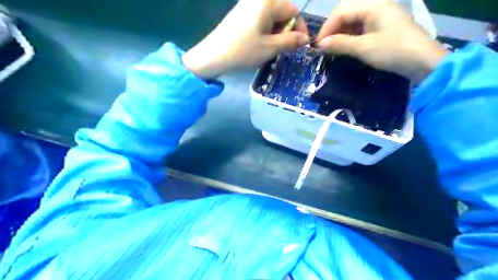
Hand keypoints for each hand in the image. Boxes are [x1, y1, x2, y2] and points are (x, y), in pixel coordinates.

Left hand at [182, 0, 309, 78]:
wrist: (213, 56)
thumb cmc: (244, 51)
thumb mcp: (271, 47)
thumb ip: (291, 41)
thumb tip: (305, 39)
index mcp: (268, 2)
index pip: (293, 10)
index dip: (300, 28)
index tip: (301, 45)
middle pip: (282, 11)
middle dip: (287, 30)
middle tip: (284, 48)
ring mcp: (247, 5)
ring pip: (271, 16)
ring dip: (276, 32)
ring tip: (271, 48)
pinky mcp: (240, 13)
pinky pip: (260, 18)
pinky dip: (265, 30)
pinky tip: (260, 43)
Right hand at [316, 0, 445, 82]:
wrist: (422, 61)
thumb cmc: (392, 52)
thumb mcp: (363, 48)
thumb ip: (340, 43)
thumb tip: (320, 44)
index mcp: (373, 5)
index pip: (341, 11)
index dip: (327, 27)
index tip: (318, 45)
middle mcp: (377, 3)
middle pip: (346, 10)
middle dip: (333, 27)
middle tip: (325, 44)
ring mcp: (381, 12)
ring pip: (353, 17)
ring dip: (341, 30)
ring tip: (334, 45)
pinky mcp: (384, 22)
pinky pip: (362, 23)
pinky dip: (351, 33)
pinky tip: (346, 43)